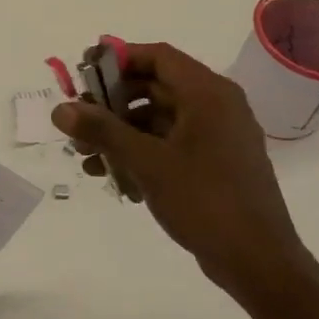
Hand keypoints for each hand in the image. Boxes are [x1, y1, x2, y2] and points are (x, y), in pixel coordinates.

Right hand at [53, 43, 309, 305]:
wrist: (258, 262)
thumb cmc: (205, 201)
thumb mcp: (147, 162)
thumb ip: (102, 131)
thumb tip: (60, 109)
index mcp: (208, 94)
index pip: (158, 56)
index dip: (118, 60)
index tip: (82, 74)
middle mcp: (216, 106)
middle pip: (155, 88)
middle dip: (112, 105)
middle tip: (78, 122)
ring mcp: (218, 136)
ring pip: (158, 119)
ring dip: (121, 133)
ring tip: (86, 157)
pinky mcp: (215, 163)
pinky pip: (170, 144)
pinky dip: (141, 152)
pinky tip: (112, 176)